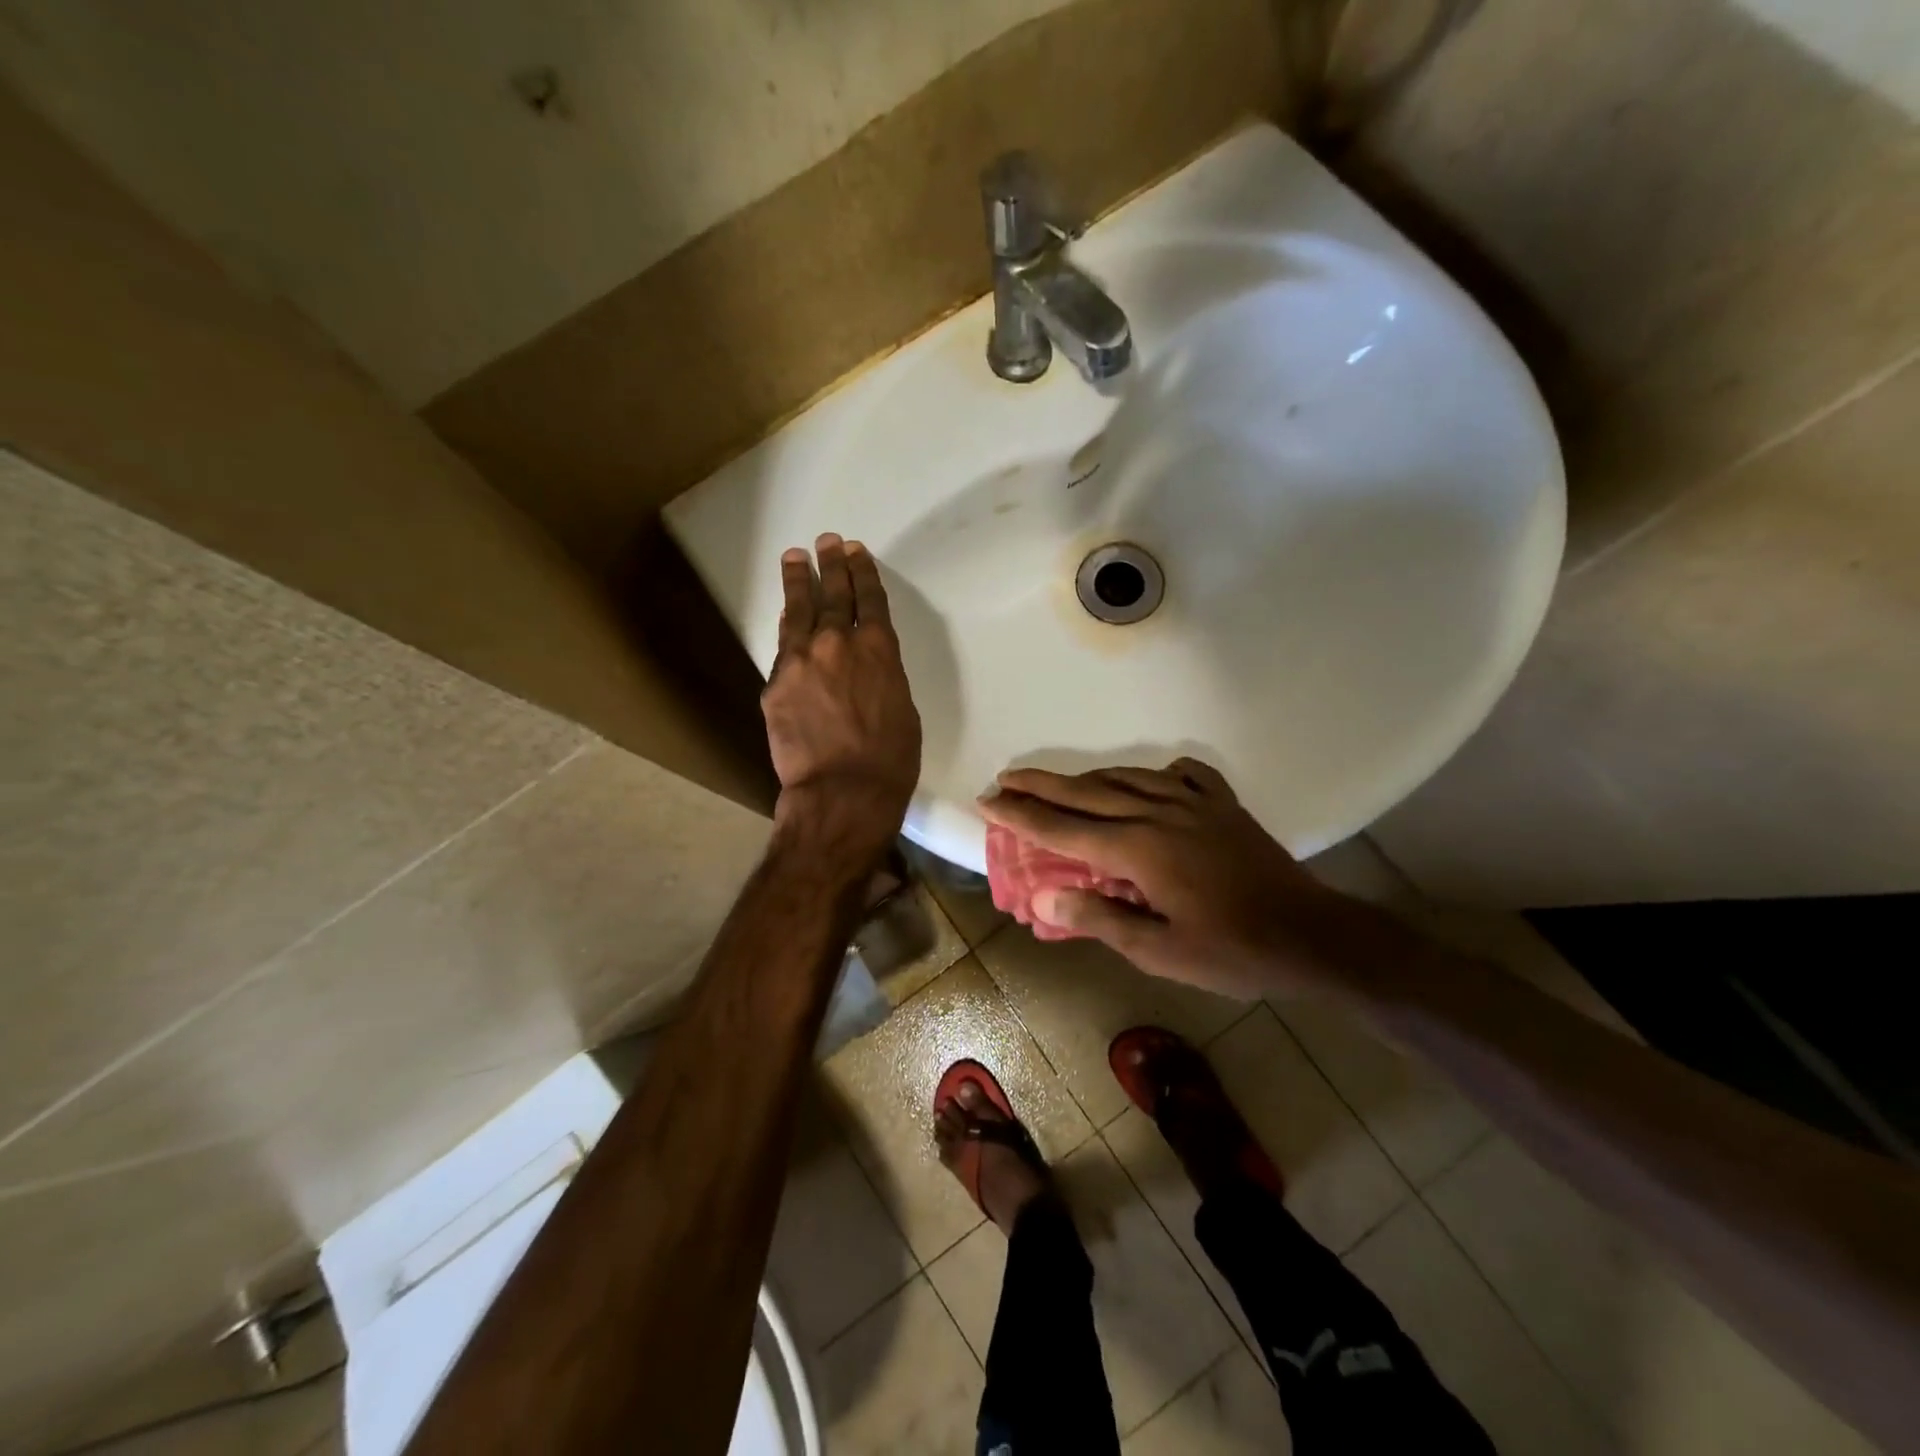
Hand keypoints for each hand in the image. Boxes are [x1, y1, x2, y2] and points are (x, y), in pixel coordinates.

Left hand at [763, 534, 921, 865]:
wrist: (843, 791)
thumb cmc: (890, 759)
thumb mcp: (902, 710)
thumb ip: (882, 678)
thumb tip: (864, 671)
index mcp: (879, 650)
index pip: (870, 599)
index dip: (863, 573)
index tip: (856, 551)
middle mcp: (838, 644)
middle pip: (834, 594)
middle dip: (832, 564)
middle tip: (827, 541)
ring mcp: (802, 661)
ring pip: (799, 611)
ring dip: (799, 582)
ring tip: (795, 558)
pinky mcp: (775, 684)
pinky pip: (783, 647)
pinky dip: (787, 628)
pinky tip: (786, 617)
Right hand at [979, 760, 1348, 998]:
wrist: (1312, 936)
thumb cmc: (1232, 952)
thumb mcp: (1160, 952)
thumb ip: (1099, 919)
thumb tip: (1041, 897)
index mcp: (1139, 850)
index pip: (1063, 830)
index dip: (1021, 815)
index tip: (987, 801)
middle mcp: (1159, 813)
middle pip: (1086, 794)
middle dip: (1040, 786)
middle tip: (1006, 779)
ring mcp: (1194, 803)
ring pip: (1126, 778)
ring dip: (1086, 778)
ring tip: (1059, 782)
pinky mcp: (1222, 804)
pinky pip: (1181, 775)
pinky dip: (1156, 774)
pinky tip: (1151, 781)